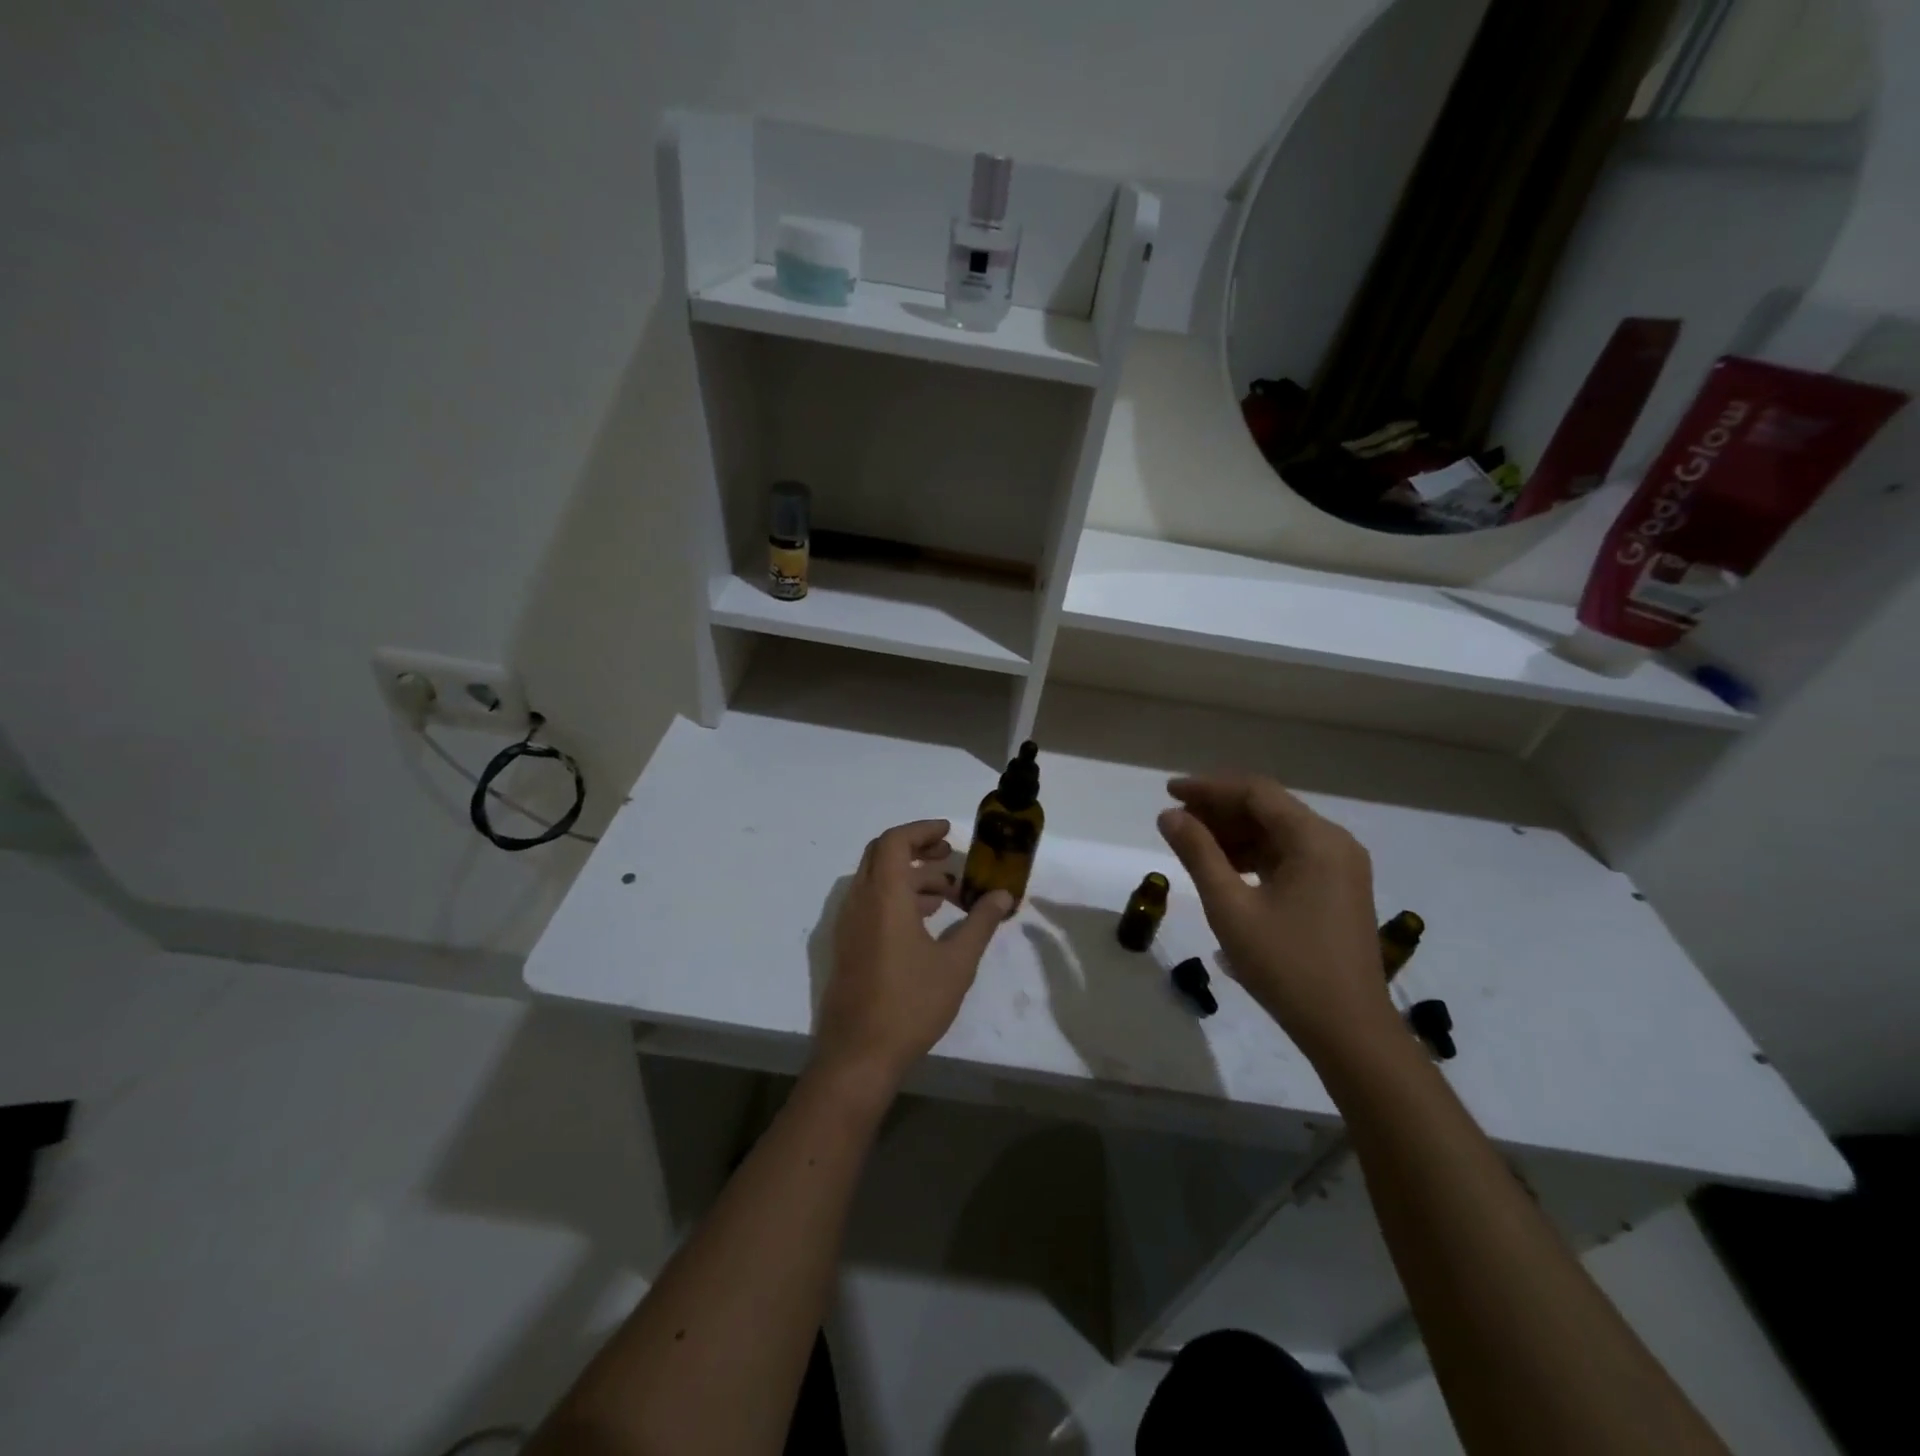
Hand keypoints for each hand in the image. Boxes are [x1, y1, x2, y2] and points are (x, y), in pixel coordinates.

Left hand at [814, 820, 1013, 1091]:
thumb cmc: (911, 1004)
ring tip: (948, 894)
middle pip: (883, 855)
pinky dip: (896, 898)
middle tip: (949, 856)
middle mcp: (860, 901)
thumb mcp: (956, 963)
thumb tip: (1003, 896)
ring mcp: (848, 924)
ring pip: (877, 880)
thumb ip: (980, 923)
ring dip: (910, 877)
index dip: (922, 830)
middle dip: (917, 849)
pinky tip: (925, 921)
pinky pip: (870, 903)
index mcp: (884, 896)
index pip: (896, 841)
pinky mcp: (847, 945)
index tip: (950, 833)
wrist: (858, 1055)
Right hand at [1157, 776, 1399, 1062]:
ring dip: (1235, 833)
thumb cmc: (1285, 966)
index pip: (1255, 792)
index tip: (1169, 791)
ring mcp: (1340, 867)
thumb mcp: (1230, 907)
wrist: (1348, 1030)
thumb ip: (1198, 854)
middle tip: (1175, 820)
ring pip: (1278, 833)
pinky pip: (1290, 856)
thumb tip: (1169, 815)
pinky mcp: (1338, 889)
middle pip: (1269, 809)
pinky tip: (1224, 869)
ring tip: (1191, 844)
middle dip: (1220, 810)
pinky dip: (1255, 855)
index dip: (1209, 788)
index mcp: (1315, 839)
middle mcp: (1334, 842)